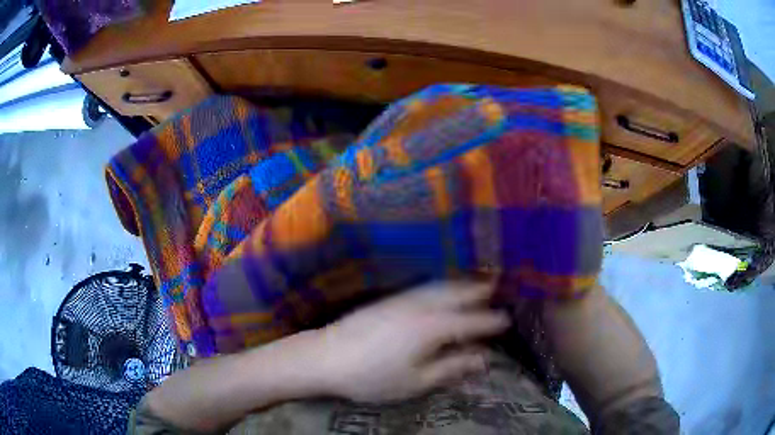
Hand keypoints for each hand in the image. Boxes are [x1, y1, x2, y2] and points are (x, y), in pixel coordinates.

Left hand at [314, 281, 509, 402]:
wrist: (326, 357)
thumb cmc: (373, 377)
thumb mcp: (416, 380)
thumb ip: (451, 367)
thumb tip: (482, 358)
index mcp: (432, 327)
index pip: (470, 321)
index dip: (490, 321)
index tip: (507, 319)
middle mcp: (420, 306)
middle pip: (456, 294)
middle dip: (478, 290)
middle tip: (497, 285)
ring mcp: (402, 300)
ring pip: (439, 287)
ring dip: (460, 284)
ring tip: (475, 282)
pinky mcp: (388, 301)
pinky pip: (424, 287)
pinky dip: (440, 285)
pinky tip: (440, 290)